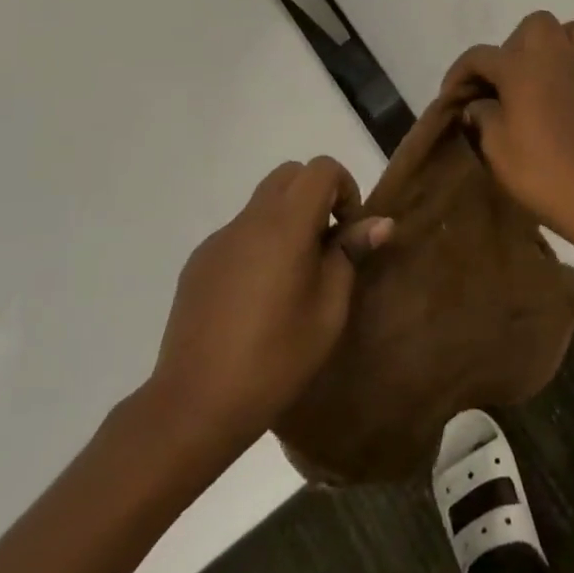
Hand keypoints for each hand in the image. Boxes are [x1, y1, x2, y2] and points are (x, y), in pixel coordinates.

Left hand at [143, 158, 391, 456]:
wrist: (195, 404)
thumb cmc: (276, 358)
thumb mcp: (329, 310)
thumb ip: (350, 255)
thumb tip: (378, 223)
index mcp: (285, 225)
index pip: (320, 168)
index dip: (344, 188)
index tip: (347, 232)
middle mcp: (249, 221)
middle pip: (289, 175)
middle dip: (315, 196)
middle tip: (326, 245)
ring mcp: (218, 240)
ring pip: (261, 204)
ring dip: (287, 220)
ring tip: (293, 278)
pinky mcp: (197, 264)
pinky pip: (238, 234)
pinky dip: (259, 245)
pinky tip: (257, 298)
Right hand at [440, 11, 573, 236]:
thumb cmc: (536, 168)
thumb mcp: (494, 144)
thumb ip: (483, 114)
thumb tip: (480, 103)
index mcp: (520, 67)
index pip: (480, 56)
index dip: (459, 74)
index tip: (450, 98)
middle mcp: (552, 57)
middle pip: (532, 27)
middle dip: (511, 46)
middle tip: (500, 81)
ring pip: (571, 29)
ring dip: (549, 43)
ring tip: (533, 74)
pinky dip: (568, 64)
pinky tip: (552, 93)